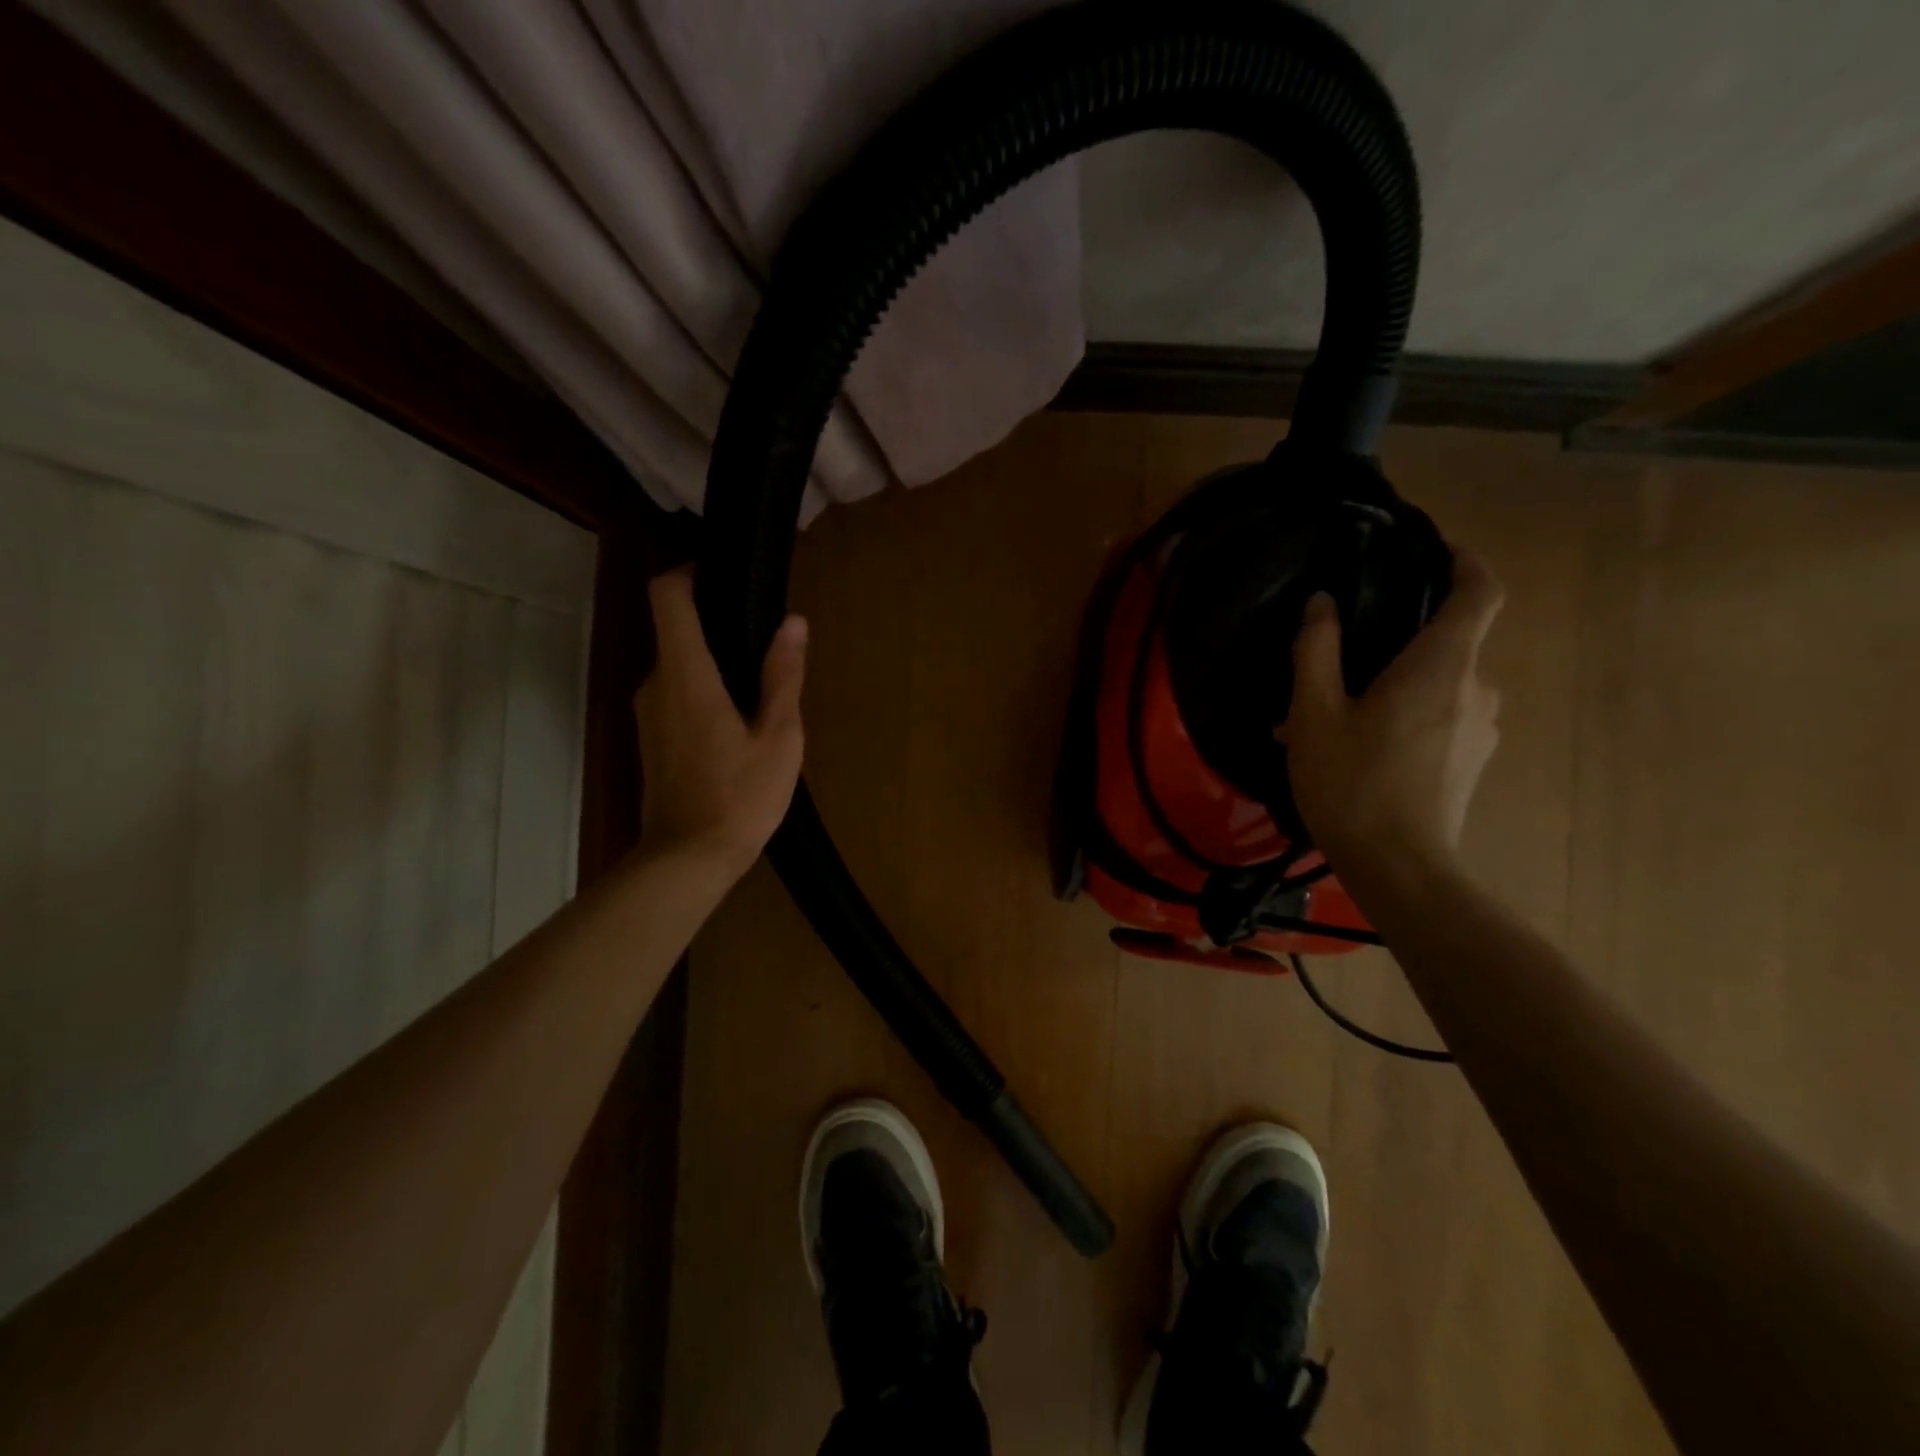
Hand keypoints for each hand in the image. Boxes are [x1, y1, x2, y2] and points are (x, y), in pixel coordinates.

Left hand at [633, 568, 806, 877]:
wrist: (687, 859)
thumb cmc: (740, 797)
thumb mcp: (778, 737)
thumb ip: (783, 676)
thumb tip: (793, 622)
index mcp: (686, 675)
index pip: (667, 597)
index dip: (690, 572)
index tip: (725, 575)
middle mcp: (656, 684)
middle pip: (675, 629)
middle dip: (716, 622)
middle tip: (765, 639)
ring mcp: (648, 712)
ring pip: (677, 664)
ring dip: (712, 660)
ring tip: (759, 682)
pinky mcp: (651, 736)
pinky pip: (675, 692)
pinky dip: (702, 687)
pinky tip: (737, 718)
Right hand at [1284, 547, 1503, 880]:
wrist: (1400, 869)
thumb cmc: (1352, 784)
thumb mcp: (1314, 713)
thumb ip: (1317, 650)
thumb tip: (1322, 604)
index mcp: (1442, 666)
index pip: (1480, 591)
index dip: (1463, 561)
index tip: (1433, 550)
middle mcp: (1476, 688)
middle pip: (1450, 640)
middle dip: (1399, 639)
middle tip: (1341, 659)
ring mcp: (1481, 728)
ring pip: (1439, 684)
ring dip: (1394, 685)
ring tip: (1334, 716)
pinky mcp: (1472, 760)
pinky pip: (1440, 718)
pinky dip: (1404, 716)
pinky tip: (1356, 748)